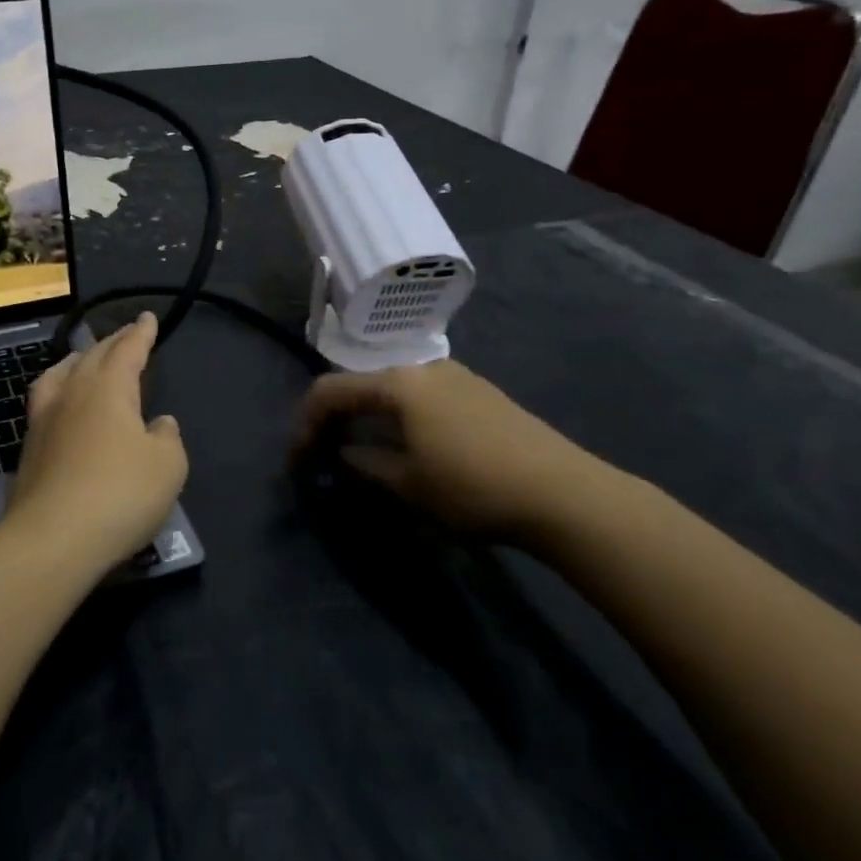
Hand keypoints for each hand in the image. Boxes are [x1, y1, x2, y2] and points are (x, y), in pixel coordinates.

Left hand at [1, 312, 188, 571]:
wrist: (52, 539)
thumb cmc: (120, 494)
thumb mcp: (168, 466)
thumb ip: (167, 437)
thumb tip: (158, 423)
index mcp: (109, 388)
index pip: (128, 350)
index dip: (140, 333)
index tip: (147, 318)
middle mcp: (73, 393)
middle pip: (92, 356)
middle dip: (112, 343)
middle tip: (125, 336)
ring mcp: (44, 420)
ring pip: (59, 375)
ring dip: (76, 361)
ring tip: (83, 359)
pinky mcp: (28, 449)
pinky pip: (44, 402)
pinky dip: (58, 391)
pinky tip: (61, 407)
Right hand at [292, 359, 608, 541]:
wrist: (563, 493)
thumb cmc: (472, 487)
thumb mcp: (408, 484)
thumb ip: (365, 465)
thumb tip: (344, 454)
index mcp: (398, 383)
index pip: (331, 391)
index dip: (305, 424)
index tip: (297, 461)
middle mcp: (423, 368)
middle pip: (361, 384)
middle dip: (335, 418)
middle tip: (323, 455)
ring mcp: (456, 377)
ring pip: (393, 390)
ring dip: (368, 417)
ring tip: (362, 452)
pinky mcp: (480, 393)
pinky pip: (421, 397)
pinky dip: (399, 417)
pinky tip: (407, 446)